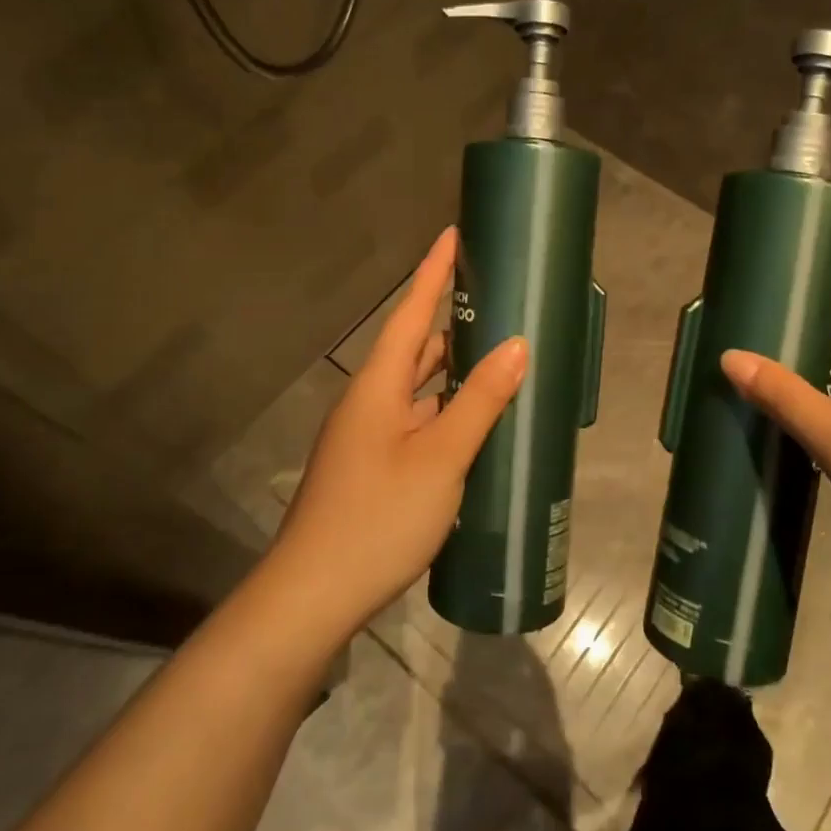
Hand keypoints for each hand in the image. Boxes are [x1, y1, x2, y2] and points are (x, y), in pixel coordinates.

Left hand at [269, 226, 527, 633]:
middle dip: (451, 321)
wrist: (313, 595)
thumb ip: (479, 401)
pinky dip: (446, 410)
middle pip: (414, 348)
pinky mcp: (374, 466)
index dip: (432, 273)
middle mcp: (370, 401)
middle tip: (496, 301)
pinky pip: (416, 421)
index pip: (410, 314)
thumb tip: (516, 345)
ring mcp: (369, 436)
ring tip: (498, 355)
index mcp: (378, 386)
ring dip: (452, 370)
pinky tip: (475, 422)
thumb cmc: (378, 517)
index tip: (452, 235)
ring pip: (417, 389)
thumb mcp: (440, 458)